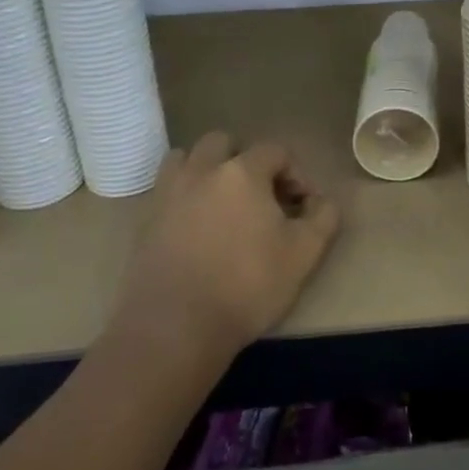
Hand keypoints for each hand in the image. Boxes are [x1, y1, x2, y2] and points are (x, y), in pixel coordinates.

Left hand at [118, 133, 340, 354]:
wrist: (175, 327)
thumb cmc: (247, 285)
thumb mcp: (304, 254)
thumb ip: (323, 217)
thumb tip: (321, 201)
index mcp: (242, 172)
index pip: (275, 151)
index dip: (295, 173)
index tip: (301, 206)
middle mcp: (202, 171)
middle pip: (223, 142)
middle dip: (245, 160)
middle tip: (259, 195)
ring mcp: (168, 193)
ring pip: (186, 159)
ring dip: (206, 169)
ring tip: (221, 202)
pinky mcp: (145, 220)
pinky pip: (166, 190)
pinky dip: (183, 195)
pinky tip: (195, 226)